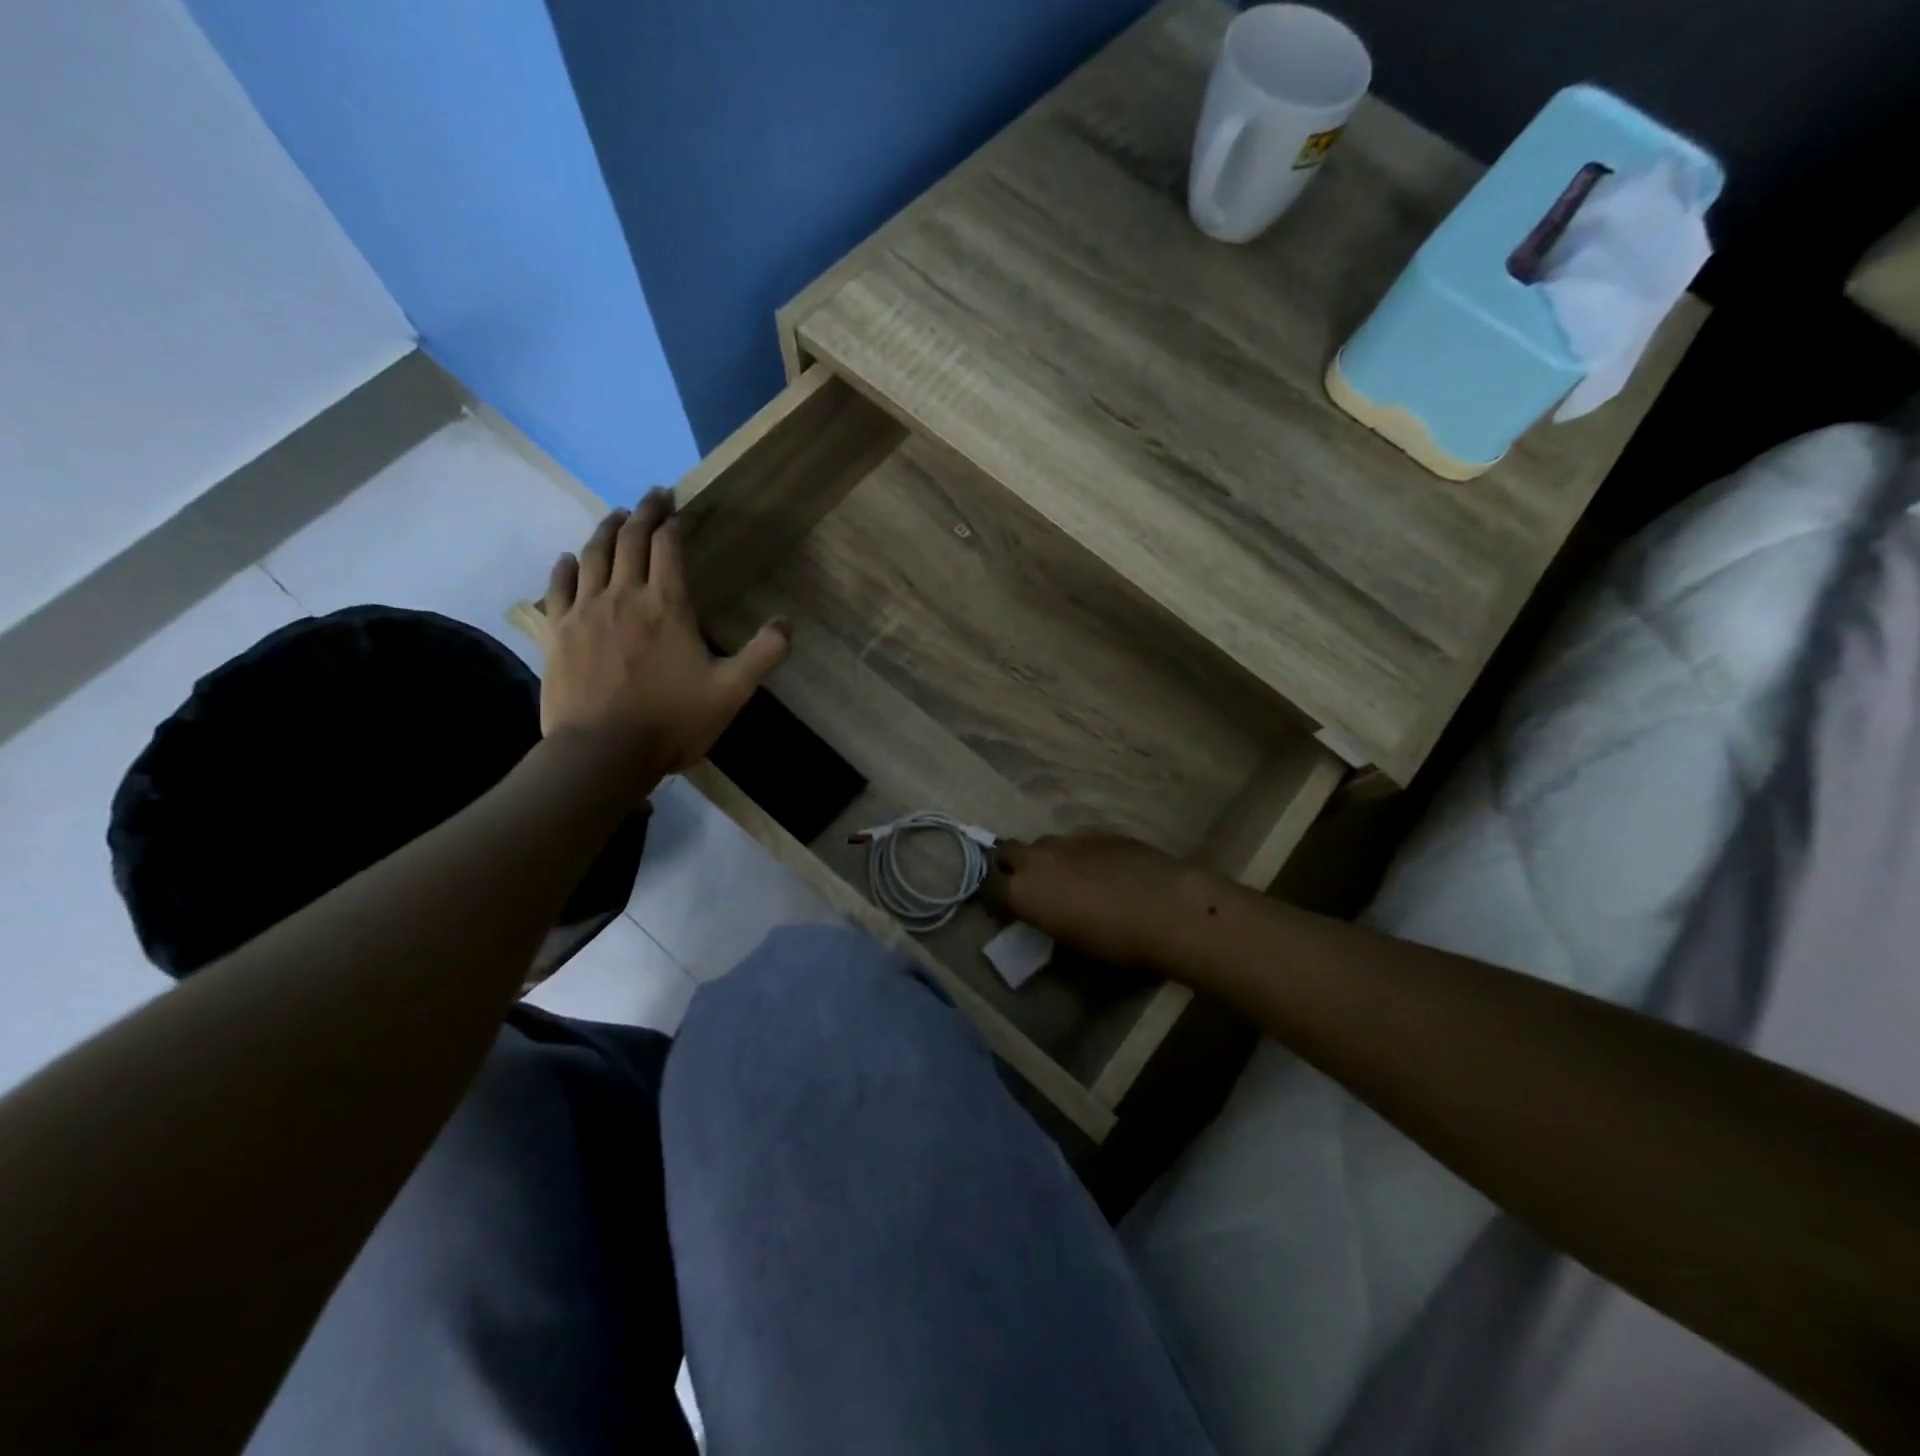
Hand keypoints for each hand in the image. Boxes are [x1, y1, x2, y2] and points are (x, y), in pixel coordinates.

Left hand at [541, 492, 789, 774]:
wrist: (603, 752)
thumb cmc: (672, 721)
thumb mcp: (732, 691)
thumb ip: (764, 655)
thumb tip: (787, 624)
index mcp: (667, 605)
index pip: (668, 548)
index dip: (672, 523)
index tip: (676, 508)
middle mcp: (624, 596)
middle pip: (630, 540)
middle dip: (642, 513)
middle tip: (651, 497)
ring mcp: (585, 611)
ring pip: (593, 555)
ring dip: (606, 530)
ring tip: (616, 516)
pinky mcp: (558, 632)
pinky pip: (558, 586)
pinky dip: (566, 566)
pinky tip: (569, 559)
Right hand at [986, 833, 1214, 970]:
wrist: (1168, 908)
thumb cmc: (1115, 941)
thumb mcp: (1071, 945)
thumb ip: (1048, 925)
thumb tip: (1046, 918)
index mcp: (1023, 892)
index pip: (988, 888)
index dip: (993, 898)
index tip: (1004, 909)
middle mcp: (1038, 859)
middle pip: (1006, 851)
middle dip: (1009, 865)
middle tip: (1027, 887)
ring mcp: (1069, 840)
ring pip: (1044, 844)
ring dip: (1046, 860)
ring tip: (1069, 880)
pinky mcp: (1099, 832)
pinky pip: (1076, 842)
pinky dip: (1078, 855)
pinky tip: (1102, 871)